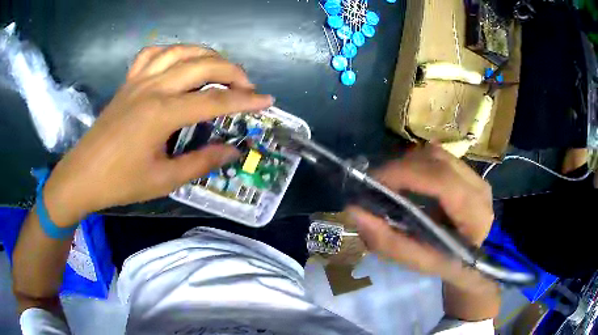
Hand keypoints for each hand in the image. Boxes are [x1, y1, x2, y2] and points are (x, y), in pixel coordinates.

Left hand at [42, 45, 273, 225]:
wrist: (83, 175)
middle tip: (247, 86)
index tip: (267, 100)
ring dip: (206, 55)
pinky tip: (178, 62)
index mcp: (162, 113)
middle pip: (202, 65)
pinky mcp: (128, 82)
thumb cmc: (120, 182)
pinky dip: (171, 52)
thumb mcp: (164, 180)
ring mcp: (139, 80)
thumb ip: (201, 162)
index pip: (214, 101)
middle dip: (232, 72)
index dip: (245, 101)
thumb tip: (232, 151)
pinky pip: (152, 54)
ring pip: (180, 51)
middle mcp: (153, 88)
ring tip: (220, 68)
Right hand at [347, 145, 495, 292]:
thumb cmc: (447, 266)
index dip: (405, 174)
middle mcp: (479, 188)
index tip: (373, 181)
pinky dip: (416, 164)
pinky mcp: (468, 172)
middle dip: (400, 167)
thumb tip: (354, 212)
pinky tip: (407, 180)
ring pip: (436, 154)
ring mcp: (476, 176)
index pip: (442, 181)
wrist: (473, 262)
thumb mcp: (417, 262)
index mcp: (475, 214)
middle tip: (375, 183)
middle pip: (437, 160)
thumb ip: (388, 241)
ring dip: (408, 163)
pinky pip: (438, 157)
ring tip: (390, 182)